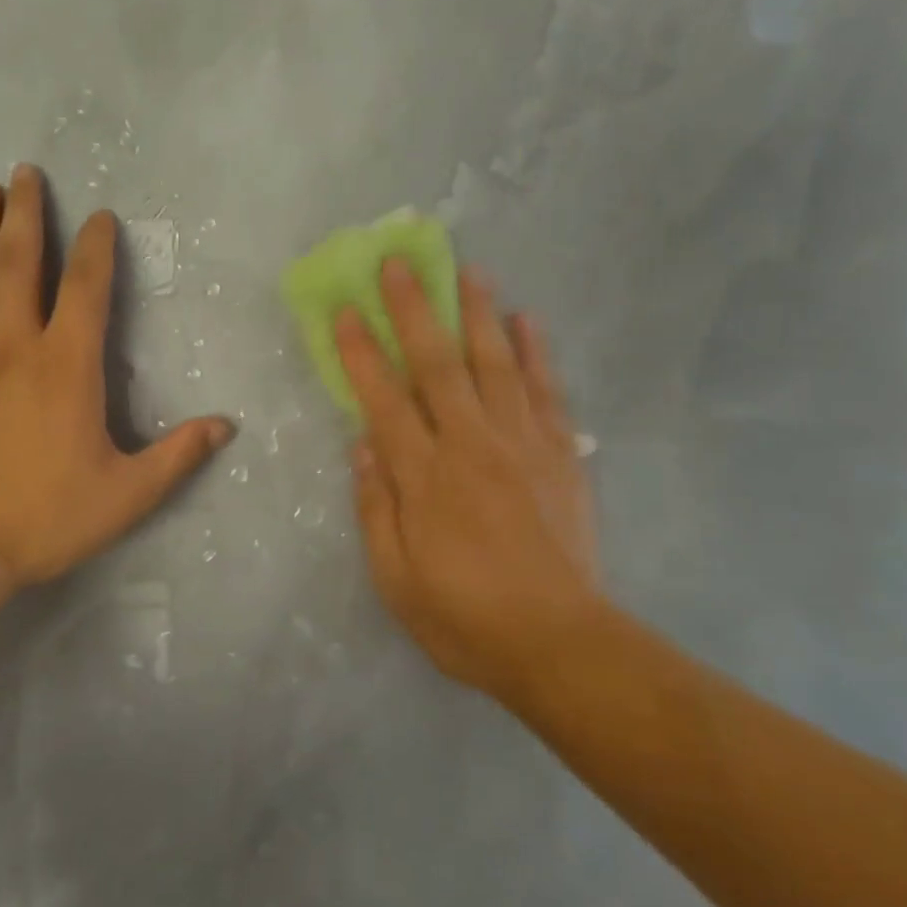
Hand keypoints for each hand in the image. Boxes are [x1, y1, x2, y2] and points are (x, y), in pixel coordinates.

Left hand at [0, 166, 232, 615]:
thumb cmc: (42, 518)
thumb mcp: (126, 496)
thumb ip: (177, 456)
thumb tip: (226, 426)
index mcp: (66, 367)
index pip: (87, 290)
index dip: (97, 248)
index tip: (100, 216)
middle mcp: (14, 347)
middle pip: (20, 265)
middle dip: (27, 215)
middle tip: (26, 172)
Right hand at [336, 260, 610, 705]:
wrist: (560, 644)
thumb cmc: (465, 617)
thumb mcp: (396, 578)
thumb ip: (375, 507)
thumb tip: (362, 445)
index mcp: (424, 477)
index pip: (384, 399)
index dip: (362, 352)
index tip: (346, 310)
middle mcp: (470, 445)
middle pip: (437, 364)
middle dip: (414, 309)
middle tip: (399, 261)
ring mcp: (521, 444)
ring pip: (494, 363)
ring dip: (477, 312)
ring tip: (468, 269)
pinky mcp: (560, 454)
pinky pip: (546, 391)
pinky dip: (536, 352)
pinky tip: (527, 319)